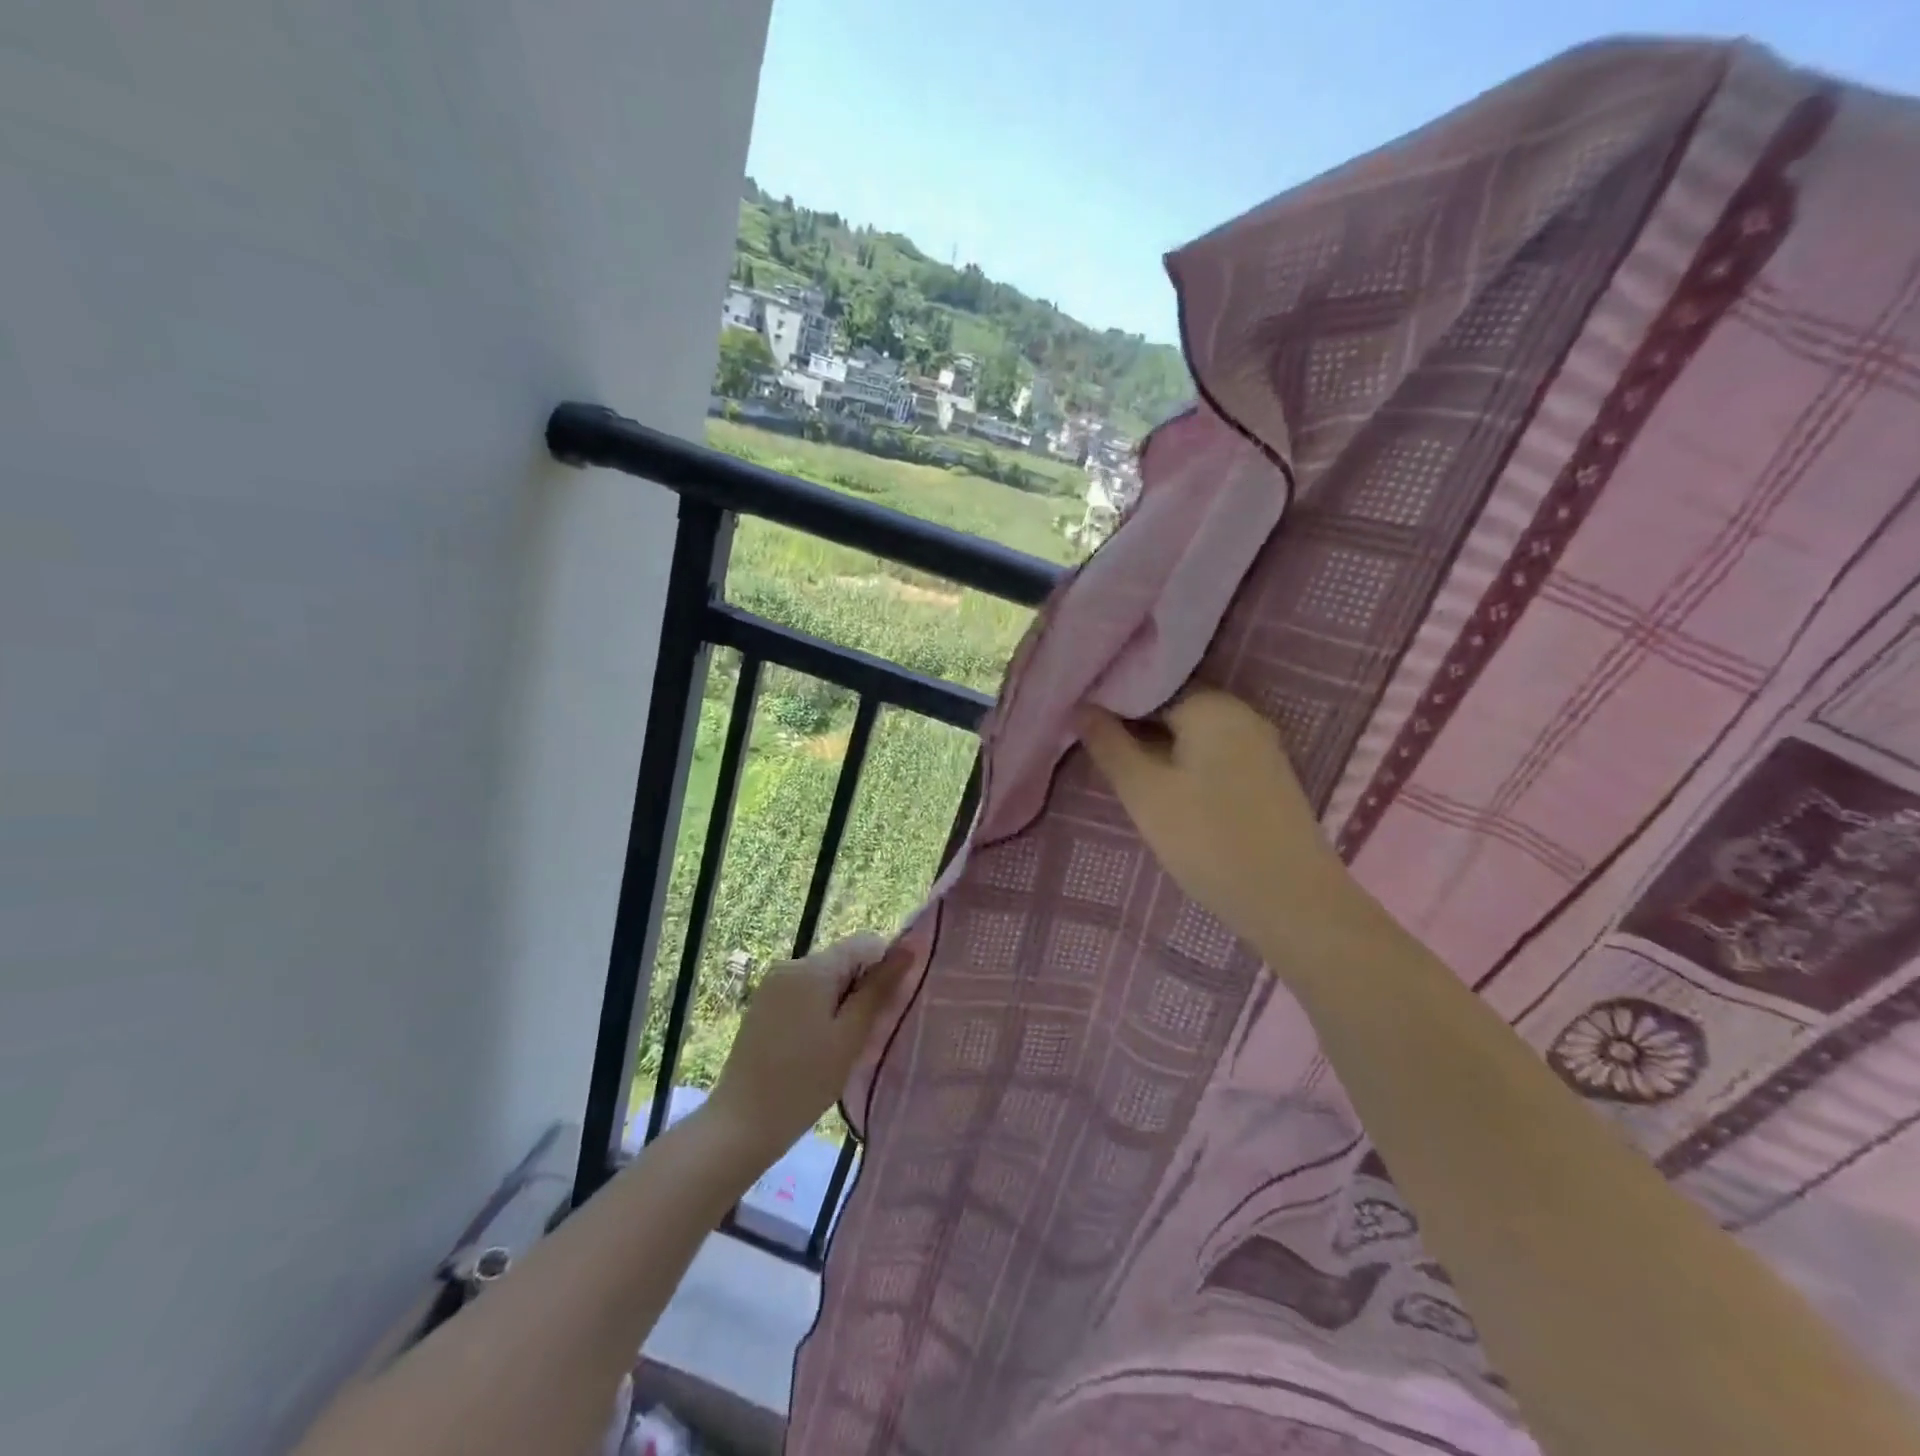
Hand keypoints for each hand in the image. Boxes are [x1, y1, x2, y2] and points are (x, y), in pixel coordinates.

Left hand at [705, 933, 907, 1157]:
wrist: (741, 1124)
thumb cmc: (804, 1082)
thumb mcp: (851, 1036)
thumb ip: (879, 988)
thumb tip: (910, 948)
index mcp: (812, 967)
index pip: (865, 942)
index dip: (885, 966)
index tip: (889, 1005)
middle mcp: (790, 964)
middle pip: (843, 959)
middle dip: (862, 987)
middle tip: (867, 1032)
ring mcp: (772, 984)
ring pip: (825, 978)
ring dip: (842, 1001)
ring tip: (843, 1044)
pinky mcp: (763, 1004)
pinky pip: (804, 992)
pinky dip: (820, 1010)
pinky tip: (818, 1046)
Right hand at [1079, 690, 1369, 964]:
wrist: (1292, 902)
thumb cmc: (1209, 840)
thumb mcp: (1144, 793)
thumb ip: (1109, 745)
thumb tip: (1081, 706)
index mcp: (1212, 705)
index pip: (1148, 684)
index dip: (1111, 702)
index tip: (1081, 724)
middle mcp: (1241, 713)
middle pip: (1172, 706)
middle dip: (1133, 726)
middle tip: (1097, 752)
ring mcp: (1260, 745)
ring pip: (1192, 733)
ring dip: (1157, 748)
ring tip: (1125, 773)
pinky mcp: (1267, 775)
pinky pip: (1213, 753)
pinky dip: (1185, 763)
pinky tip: (1167, 790)